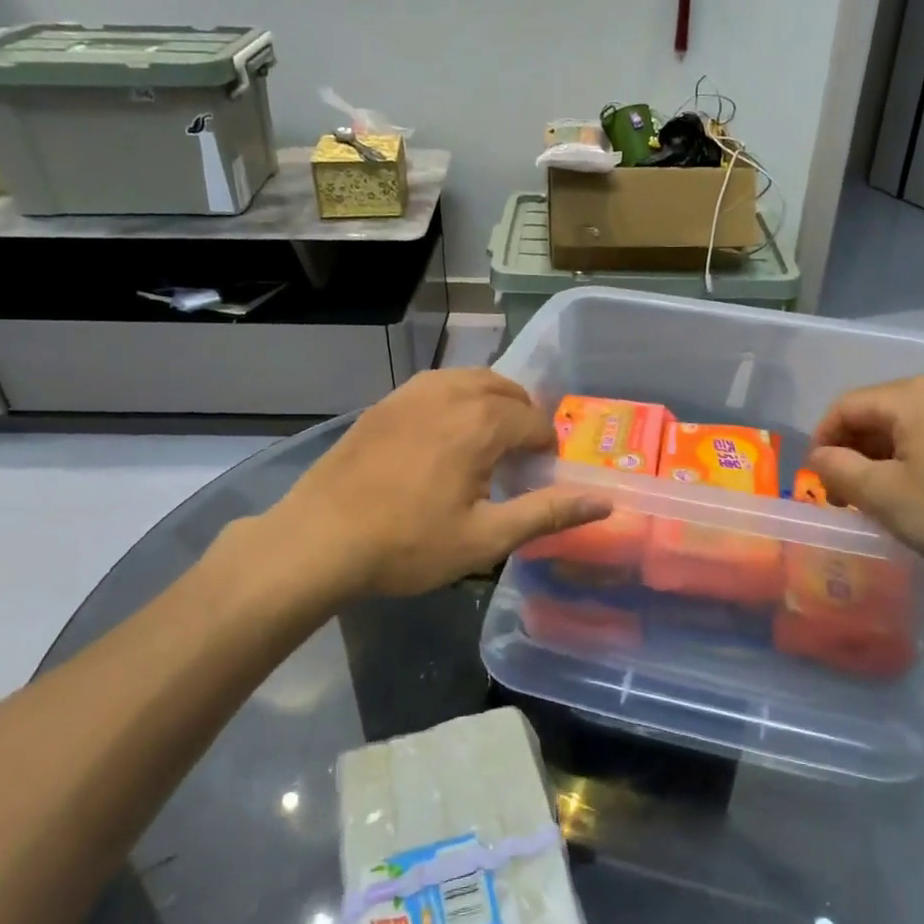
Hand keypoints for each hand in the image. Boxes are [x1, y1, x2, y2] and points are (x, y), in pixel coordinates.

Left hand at [216, 370, 609, 609]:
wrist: (318, 539)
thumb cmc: (408, 544)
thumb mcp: (486, 538)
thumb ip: (548, 513)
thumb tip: (604, 501)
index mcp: (481, 422)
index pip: (534, 421)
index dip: (546, 448)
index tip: (540, 476)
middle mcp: (451, 392)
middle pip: (506, 389)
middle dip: (523, 417)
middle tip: (520, 458)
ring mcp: (412, 392)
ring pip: (470, 379)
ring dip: (491, 402)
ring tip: (487, 442)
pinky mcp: (384, 402)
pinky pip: (436, 385)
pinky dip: (456, 398)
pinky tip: (443, 435)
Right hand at [807, 376, 923, 596]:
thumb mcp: (884, 496)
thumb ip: (838, 469)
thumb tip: (821, 456)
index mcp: (914, 395)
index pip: (847, 405)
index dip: (822, 439)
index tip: (817, 481)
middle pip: (880, 411)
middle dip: (854, 450)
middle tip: (847, 494)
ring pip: (912, 425)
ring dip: (886, 456)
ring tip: (883, 498)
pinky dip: (920, 458)